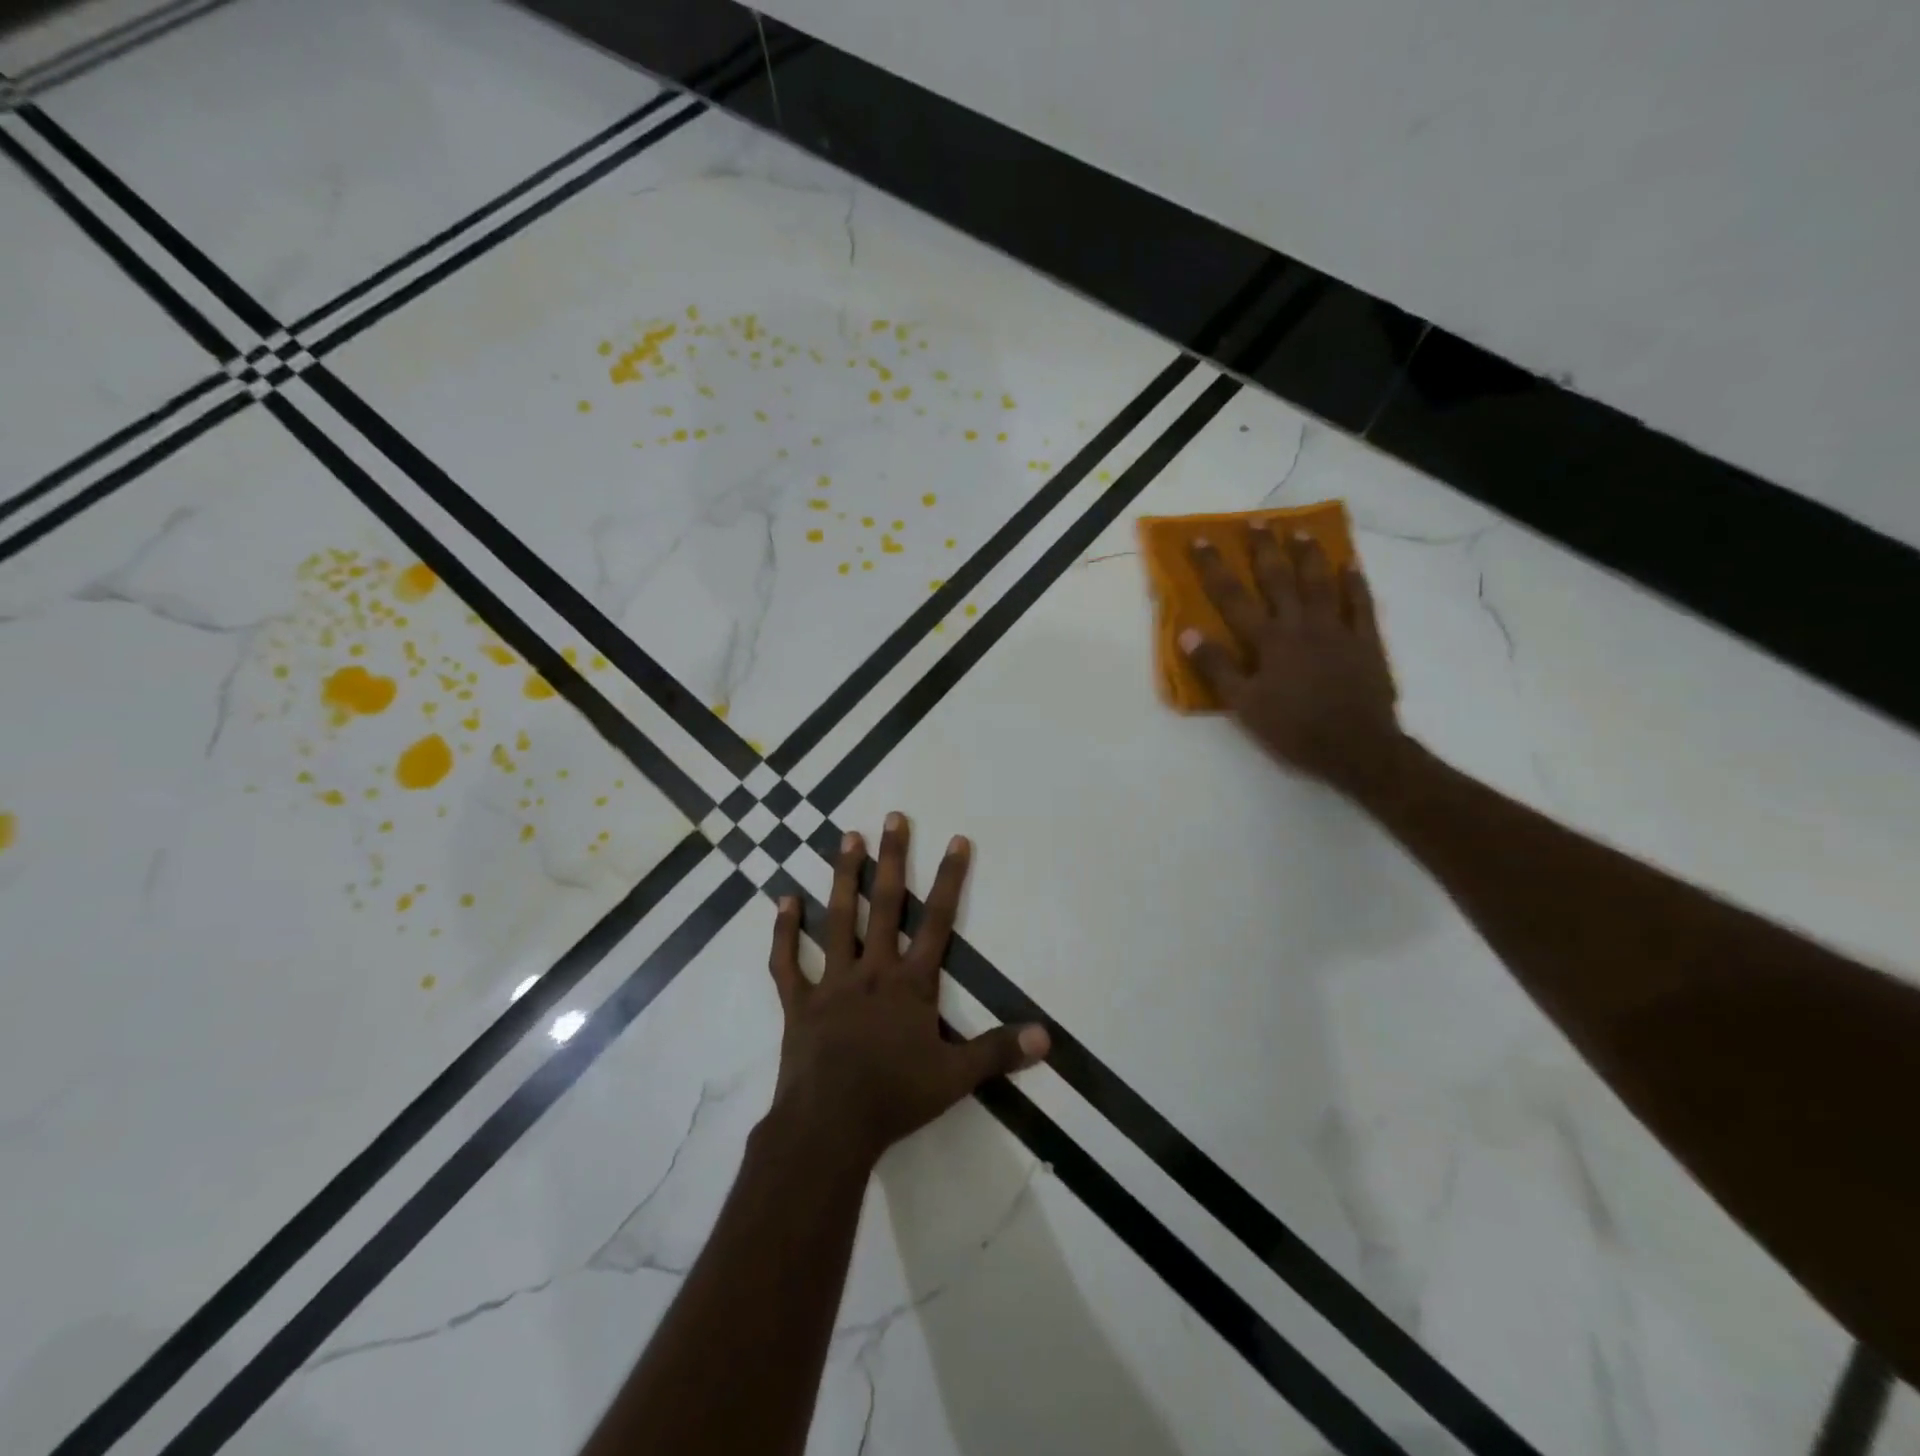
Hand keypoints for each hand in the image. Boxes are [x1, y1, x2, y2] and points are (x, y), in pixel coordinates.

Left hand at [765, 812, 1049, 1166]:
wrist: (829, 1127)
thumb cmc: (895, 1098)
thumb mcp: (956, 1078)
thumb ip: (999, 1052)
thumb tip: (1046, 1037)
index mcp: (910, 984)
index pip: (938, 922)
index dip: (951, 880)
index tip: (957, 841)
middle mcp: (872, 971)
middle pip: (887, 905)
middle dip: (894, 859)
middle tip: (894, 817)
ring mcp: (832, 982)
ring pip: (839, 919)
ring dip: (844, 877)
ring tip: (847, 837)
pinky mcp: (798, 1002)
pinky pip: (787, 962)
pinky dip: (785, 931)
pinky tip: (784, 900)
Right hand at [1180, 528, 1404, 796]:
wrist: (1356, 748)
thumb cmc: (1293, 729)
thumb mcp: (1244, 705)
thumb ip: (1217, 668)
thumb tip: (1188, 633)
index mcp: (1269, 641)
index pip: (1234, 598)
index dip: (1215, 568)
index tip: (1200, 540)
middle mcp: (1302, 626)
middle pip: (1279, 580)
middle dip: (1264, 550)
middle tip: (1256, 522)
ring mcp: (1338, 630)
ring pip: (1321, 583)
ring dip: (1309, 556)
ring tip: (1299, 532)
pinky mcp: (1366, 642)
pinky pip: (1361, 605)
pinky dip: (1355, 584)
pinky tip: (1350, 566)